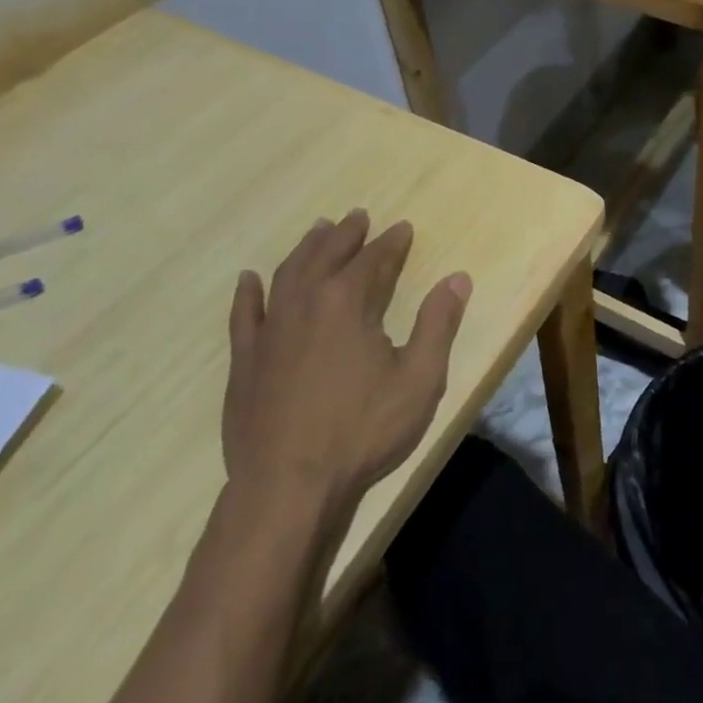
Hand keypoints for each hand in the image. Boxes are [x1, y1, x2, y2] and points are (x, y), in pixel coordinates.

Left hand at [223, 210, 471, 509]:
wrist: (289, 485)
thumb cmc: (362, 431)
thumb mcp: (419, 379)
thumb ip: (438, 324)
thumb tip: (458, 278)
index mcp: (348, 302)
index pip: (374, 259)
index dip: (391, 243)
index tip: (402, 228)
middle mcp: (306, 303)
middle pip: (327, 255)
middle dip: (346, 234)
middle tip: (357, 217)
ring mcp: (270, 330)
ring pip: (288, 274)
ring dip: (305, 249)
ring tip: (317, 231)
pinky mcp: (245, 360)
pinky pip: (244, 314)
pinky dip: (248, 293)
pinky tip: (249, 279)